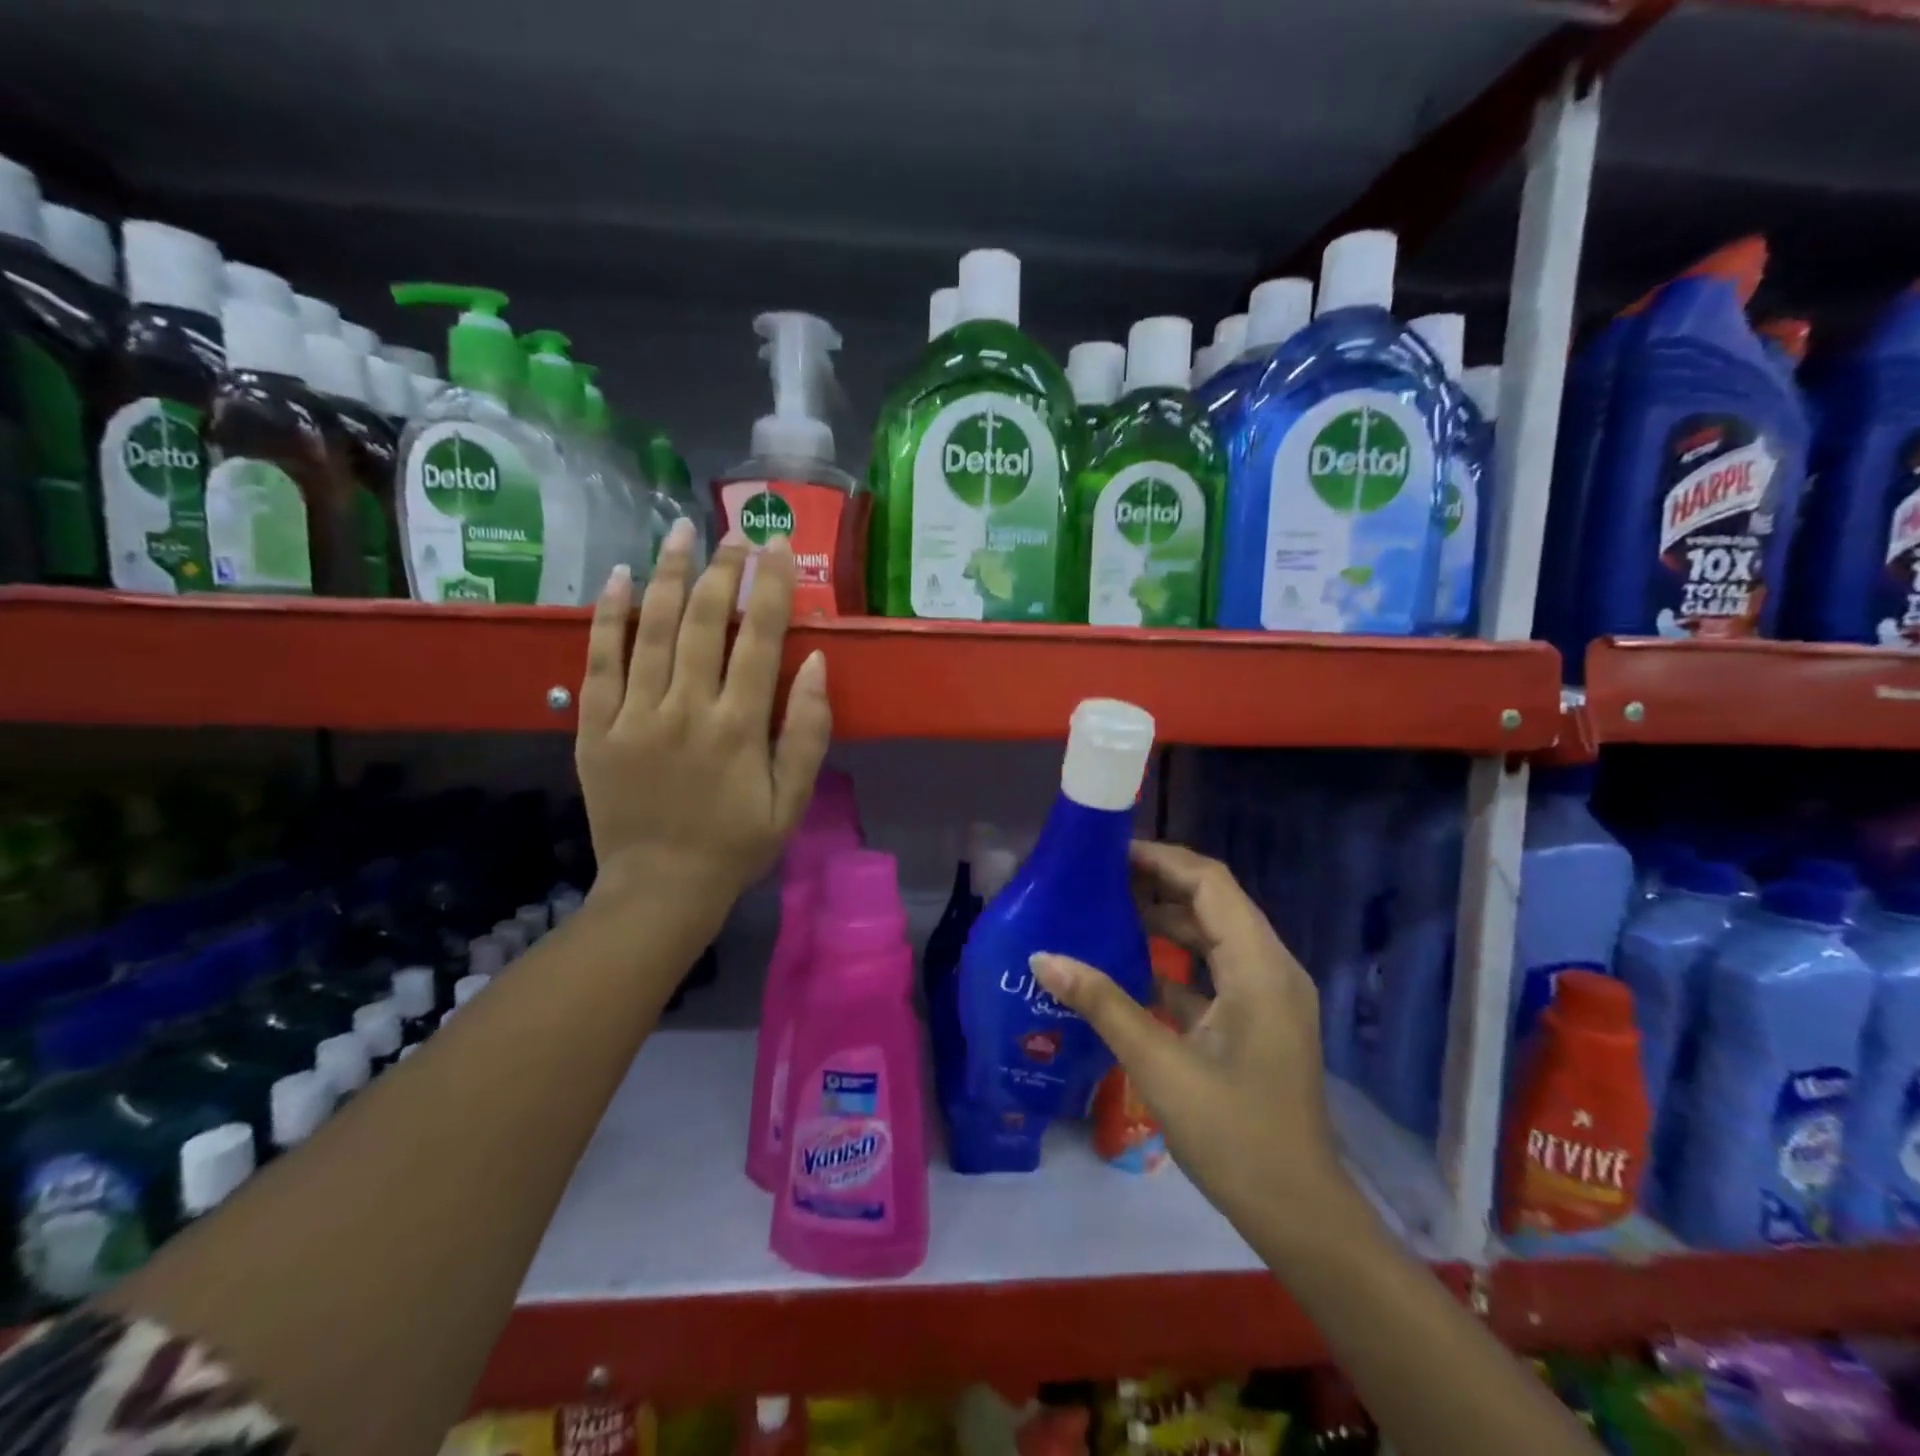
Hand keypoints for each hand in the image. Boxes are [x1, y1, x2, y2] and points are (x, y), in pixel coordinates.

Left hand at [574, 523, 832, 930]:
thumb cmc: (736, 845)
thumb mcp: (792, 800)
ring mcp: (634, 716)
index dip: (770, 586)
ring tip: (680, 532)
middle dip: (721, 569)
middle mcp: (686, 709)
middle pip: (703, 621)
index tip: (777, 545)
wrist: (660, 888)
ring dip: (667, 574)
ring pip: (650, 629)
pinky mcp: (595, 728)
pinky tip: (619, 578)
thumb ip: (808, 732)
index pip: (759, 639)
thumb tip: (816, 663)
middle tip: (733, 532)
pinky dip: (609, 617)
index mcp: (739, 727)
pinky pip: (598, 662)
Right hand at [1032, 842, 1343, 1243]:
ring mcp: (1267, 996)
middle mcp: (1271, 968)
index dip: (1161, 860)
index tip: (1109, 853)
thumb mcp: (1160, 1066)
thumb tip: (1044, 957)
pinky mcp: (1257, 1020)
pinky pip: (1214, 970)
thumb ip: (1102, 1004)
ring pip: (1212, 936)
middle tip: (1097, 879)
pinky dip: (1175, 960)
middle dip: (1157, 884)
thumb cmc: (1235, 1136)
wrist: (1299, 1214)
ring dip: (1164, 920)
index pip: (1211, 883)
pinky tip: (1129, 966)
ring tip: (1106, 911)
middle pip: (1213, 902)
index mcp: (1259, 967)